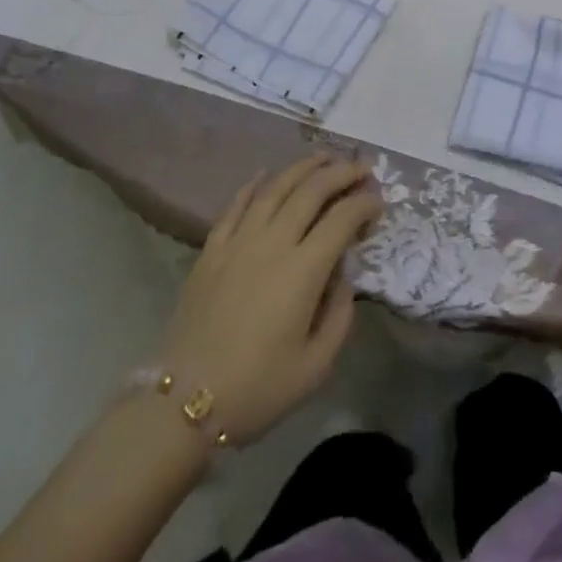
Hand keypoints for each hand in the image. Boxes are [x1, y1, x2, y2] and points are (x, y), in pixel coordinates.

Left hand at [155, 156, 382, 445]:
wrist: (182, 404)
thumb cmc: (256, 389)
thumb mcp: (315, 367)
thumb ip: (340, 315)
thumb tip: (342, 277)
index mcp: (303, 270)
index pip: (342, 218)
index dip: (365, 204)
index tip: (379, 204)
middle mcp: (273, 242)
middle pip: (312, 190)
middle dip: (342, 173)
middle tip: (362, 168)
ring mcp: (238, 241)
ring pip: (275, 187)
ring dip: (304, 167)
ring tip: (325, 157)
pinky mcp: (211, 250)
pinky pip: (235, 205)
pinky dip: (254, 184)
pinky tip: (265, 174)